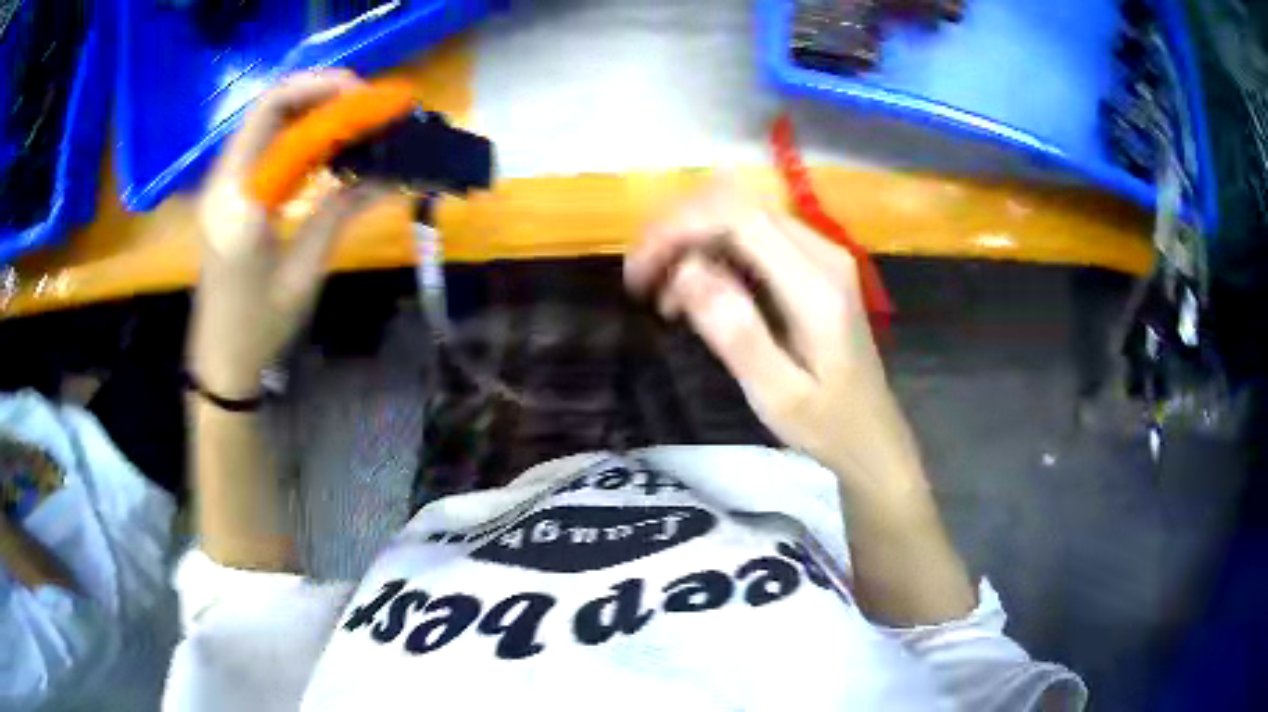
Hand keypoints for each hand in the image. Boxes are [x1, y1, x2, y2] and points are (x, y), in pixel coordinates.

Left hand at [189, 70, 381, 397]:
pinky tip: (324, 144)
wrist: (220, 360)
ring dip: (309, 107)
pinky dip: (295, 131)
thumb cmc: (260, 328)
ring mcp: (220, 185)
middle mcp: (223, 182)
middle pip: (268, 106)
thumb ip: (339, 212)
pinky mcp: (225, 193)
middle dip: (319, 90)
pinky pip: (262, 144)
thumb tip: (386, 173)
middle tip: (364, 99)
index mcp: (240, 203)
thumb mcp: (304, 273)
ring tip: (352, 115)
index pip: (282, 121)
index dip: (332, 100)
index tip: (376, 101)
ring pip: (264, 120)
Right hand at [625, 185, 926, 499]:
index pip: (738, 216)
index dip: (679, 228)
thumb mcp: (778, 395)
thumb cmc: (826, 424)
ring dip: (691, 242)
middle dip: (677, 231)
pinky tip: (693, 295)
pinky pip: (751, 236)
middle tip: (641, 281)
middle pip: (736, 204)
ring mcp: (820, 253)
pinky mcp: (812, 264)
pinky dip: (712, 254)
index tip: (639, 270)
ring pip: (739, 215)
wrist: (871, 434)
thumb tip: (687, 272)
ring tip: (661, 296)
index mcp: (816, 285)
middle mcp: (822, 252)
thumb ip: (737, 333)